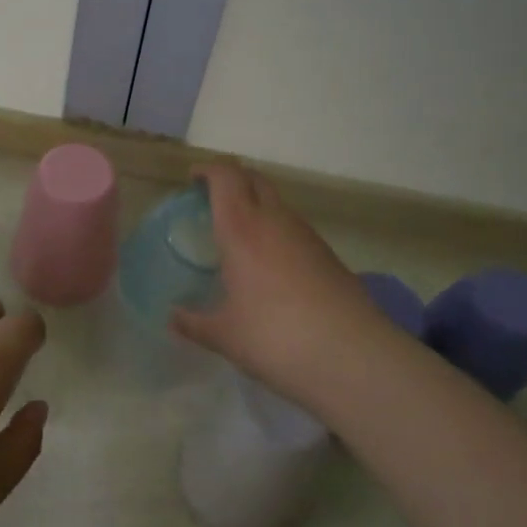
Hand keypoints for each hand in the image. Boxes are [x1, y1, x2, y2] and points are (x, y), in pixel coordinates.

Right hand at [172, 162, 382, 402]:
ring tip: (240, 238)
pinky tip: (270, 268)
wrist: (353, 356)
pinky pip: (294, 229)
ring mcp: (306, 235)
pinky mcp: (328, 255)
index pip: (225, 175)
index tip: (192, 180)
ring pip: (277, 203)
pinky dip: (277, 232)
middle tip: (213, 201)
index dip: (208, 170)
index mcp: (242, 228)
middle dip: (232, 180)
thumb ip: (194, 324)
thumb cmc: (276, 338)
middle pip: (253, 178)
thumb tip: (172, 318)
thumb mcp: (226, 336)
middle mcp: (274, 220)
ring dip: (256, 206)